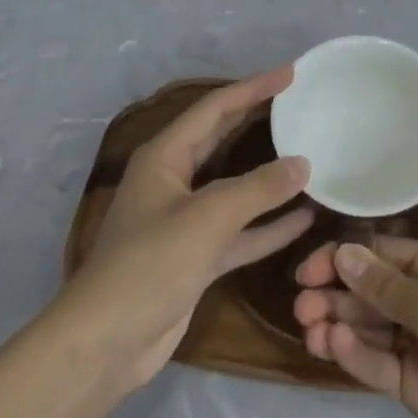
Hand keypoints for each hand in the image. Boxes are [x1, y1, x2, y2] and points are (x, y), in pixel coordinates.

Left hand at [65, 68, 313, 391]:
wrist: (106, 344)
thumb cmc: (150, 265)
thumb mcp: (208, 219)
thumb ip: (258, 189)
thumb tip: (303, 164)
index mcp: (165, 156)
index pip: (215, 108)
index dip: (253, 88)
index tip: (291, 73)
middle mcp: (175, 181)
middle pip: (223, 139)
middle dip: (259, 120)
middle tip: (301, 104)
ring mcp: (186, 221)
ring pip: (236, 187)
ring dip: (269, 176)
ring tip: (310, 155)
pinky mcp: (198, 256)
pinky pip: (241, 230)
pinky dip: (269, 224)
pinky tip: (305, 218)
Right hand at [294, 238, 417, 417]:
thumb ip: (387, 287)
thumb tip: (343, 252)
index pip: (381, 254)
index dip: (342, 259)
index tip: (305, 272)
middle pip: (371, 291)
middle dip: (335, 295)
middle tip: (300, 308)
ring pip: (369, 328)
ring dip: (338, 325)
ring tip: (309, 331)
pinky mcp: (417, 386)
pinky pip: (379, 363)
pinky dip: (355, 356)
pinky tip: (331, 349)